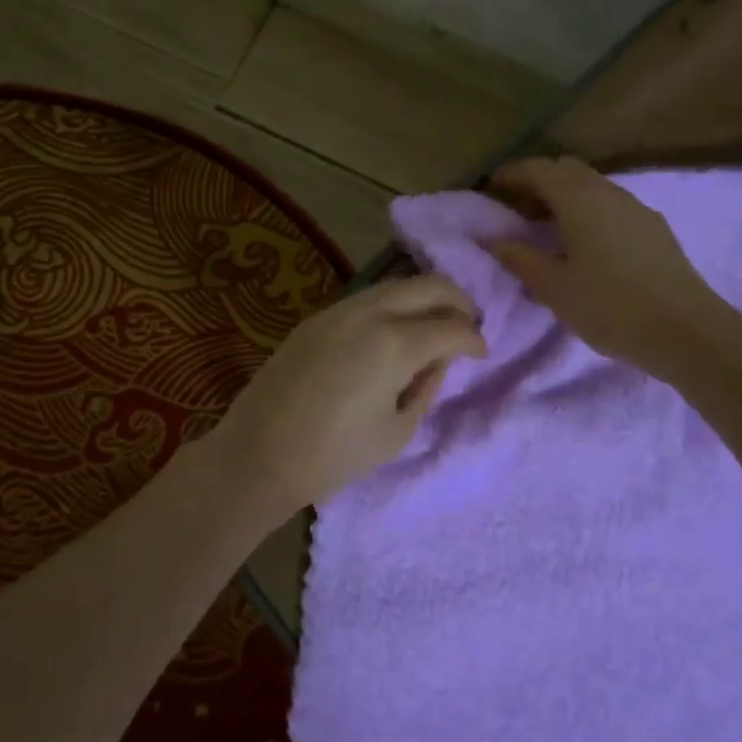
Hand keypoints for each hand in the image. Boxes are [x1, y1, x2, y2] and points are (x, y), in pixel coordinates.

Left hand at [201, 275, 487, 518]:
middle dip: (458, 300)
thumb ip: (426, 388)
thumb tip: (438, 360)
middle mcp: (370, 313)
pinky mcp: (317, 318)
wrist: (259, 454)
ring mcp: (339, 310)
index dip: (475, 339)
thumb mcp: (396, 431)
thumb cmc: (334, 456)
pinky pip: (367, 298)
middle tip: (469, 324)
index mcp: (395, 344)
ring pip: (396, 285)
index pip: (451, 327)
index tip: (482, 353)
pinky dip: (393, 305)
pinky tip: (395, 329)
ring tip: (434, 324)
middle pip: (429, 285)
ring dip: (424, 297)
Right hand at [484, 156, 719, 373]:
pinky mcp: (654, 229)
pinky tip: (583, 246)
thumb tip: (492, 238)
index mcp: (580, 198)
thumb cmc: (610, 306)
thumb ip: (518, 257)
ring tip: (545, 230)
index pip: (538, 170)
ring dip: (564, 198)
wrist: (686, 331)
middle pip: (567, 171)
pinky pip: (610, 206)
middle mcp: (609, 192)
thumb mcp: (553, 287)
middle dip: (537, 182)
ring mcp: (637, 208)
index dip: (511, 175)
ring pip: (592, 187)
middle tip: (515, 210)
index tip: (489, 189)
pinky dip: (587, 212)